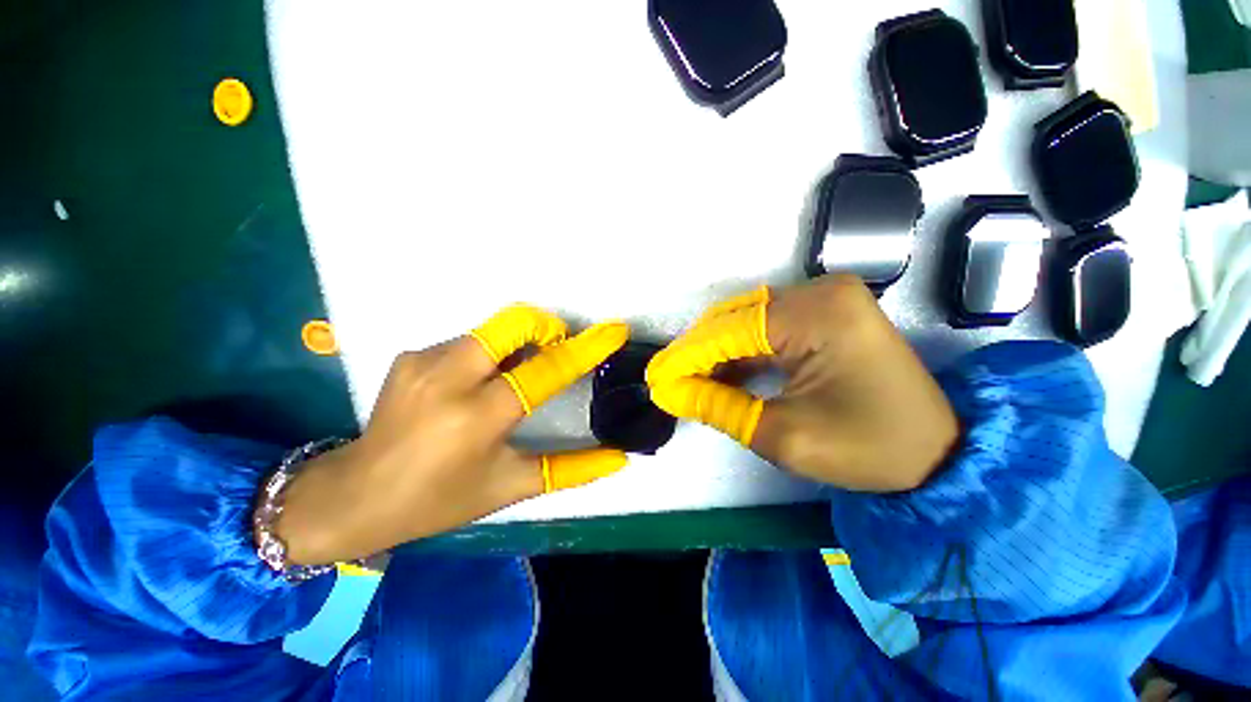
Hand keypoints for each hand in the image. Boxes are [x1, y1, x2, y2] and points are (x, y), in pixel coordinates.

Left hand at [273, 306, 630, 564]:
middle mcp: (449, 378)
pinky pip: (468, 343)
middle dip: (545, 328)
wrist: (356, 495)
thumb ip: (571, 470)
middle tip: (554, 351)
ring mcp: (424, 361)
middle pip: (513, 324)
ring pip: (492, 332)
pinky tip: (475, 387)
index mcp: (479, 416)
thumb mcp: (511, 486)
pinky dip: (487, 357)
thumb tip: (620, 457)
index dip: (586, 347)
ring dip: (516, 347)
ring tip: (512, 380)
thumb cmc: (440, 499)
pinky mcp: (412, 355)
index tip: (614, 330)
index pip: (546, 370)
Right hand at [647, 275, 958, 491]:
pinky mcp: (824, 314)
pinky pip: (766, 329)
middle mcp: (820, 292)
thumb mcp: (783, 435)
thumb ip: (718, 406)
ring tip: (687, 382)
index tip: (654, 380)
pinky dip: (740, 353)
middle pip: (735, 320)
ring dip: (715, 353)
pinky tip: (720, 375)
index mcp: (817, 313)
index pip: (729, 331)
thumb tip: (669, 392)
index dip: (685, 357)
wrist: (938, 454)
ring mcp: (824, 299)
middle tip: (667, 382)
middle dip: (697, 353)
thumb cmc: (868, 449)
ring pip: (746, 323)